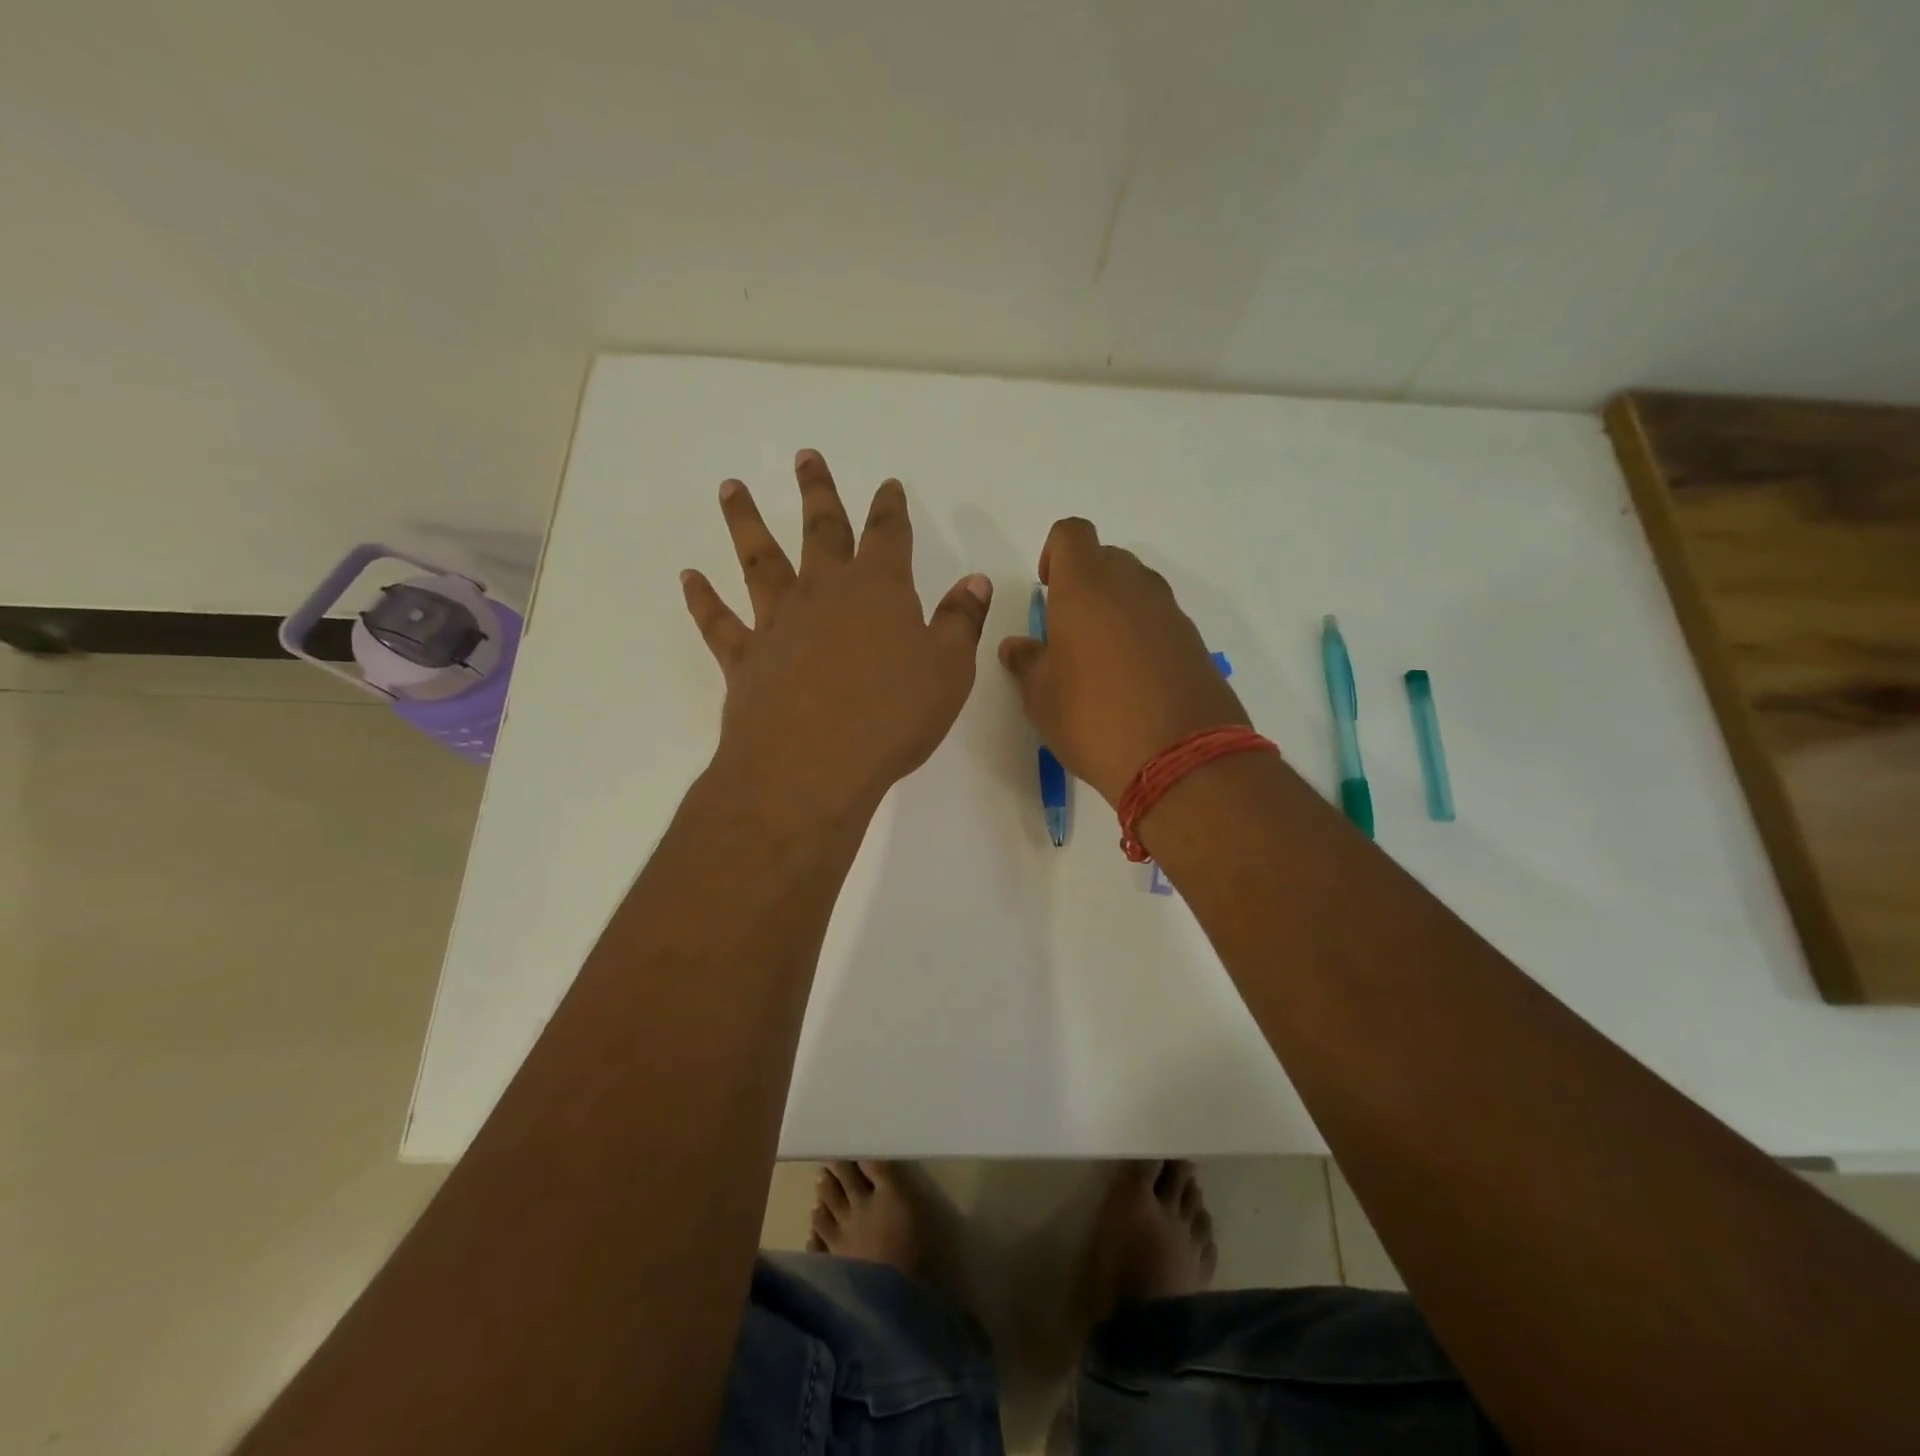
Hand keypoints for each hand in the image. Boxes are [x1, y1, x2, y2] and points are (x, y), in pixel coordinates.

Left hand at [682, 450, 992, 817]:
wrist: (814, 765)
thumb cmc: (892, 716)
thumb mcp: (948, 671)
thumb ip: (961, 622)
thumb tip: (974, 580)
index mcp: (878, 589)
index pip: (888, 535)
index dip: (890, 508)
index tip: (888, 485)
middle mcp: (823, 593)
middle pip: (820, 530)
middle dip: (817, 492)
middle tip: (805, 456)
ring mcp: (778, 623)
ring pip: (760, 561)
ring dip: (746, 522)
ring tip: (732, 488)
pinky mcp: (744, 659)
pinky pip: (719, 622)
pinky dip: (702, 599)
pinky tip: (688, 577)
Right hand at [998, 518, 1249, 805]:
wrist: (1180, 758)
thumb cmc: (1093, 719)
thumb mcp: (1041, 697)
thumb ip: (1026, 663)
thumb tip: (1017, 646)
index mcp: (1086, 587)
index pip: (1072, 534)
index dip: (1055, 553)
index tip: (1048, 590)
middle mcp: (1132, 586)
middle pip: (1107, 558)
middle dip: (1085, 582)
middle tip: (1069, 629)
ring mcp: (1170, 612)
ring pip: (1137, 589)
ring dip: (1116, 608)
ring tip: (1100, 659)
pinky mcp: (1194, 641)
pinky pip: (1160, 620)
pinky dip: (1143, 634)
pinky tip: (1133, 680)